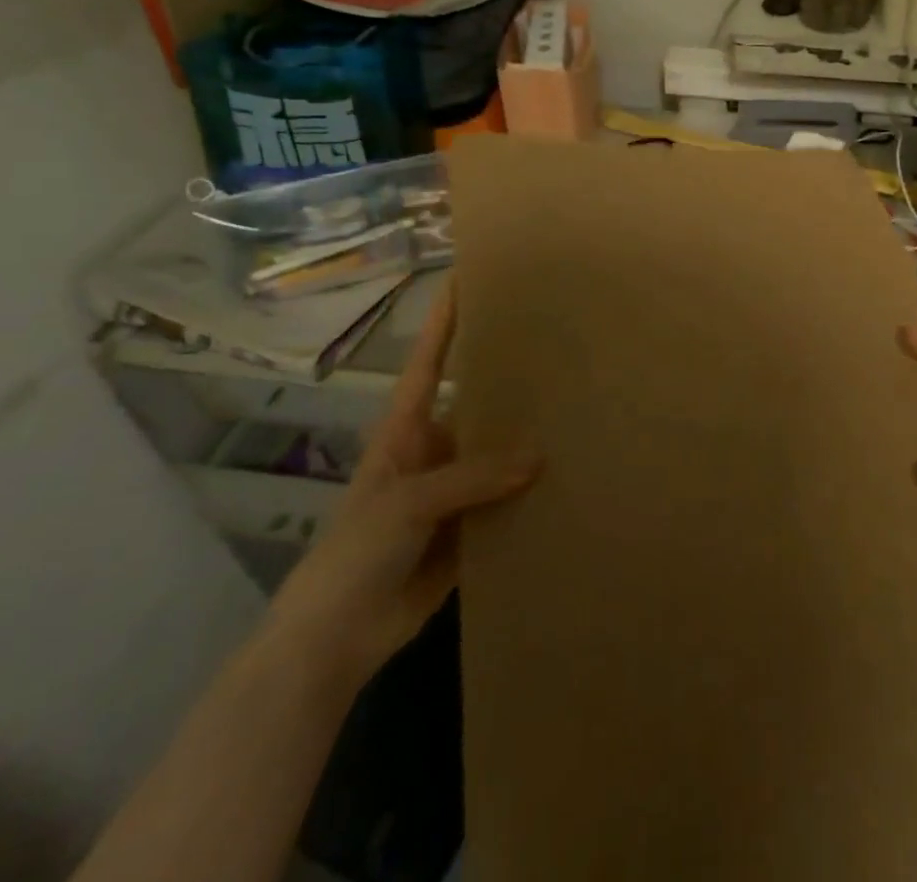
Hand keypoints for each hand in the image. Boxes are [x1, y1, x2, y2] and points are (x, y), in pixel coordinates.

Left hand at [264, 278, 537, 687]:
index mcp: (408, 429)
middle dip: (512, 378)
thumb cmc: (355, 553)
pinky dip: (536, 493)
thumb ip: (471, 476)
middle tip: (561, 345)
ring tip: (581, 407)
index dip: (447, 319)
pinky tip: (573, 477)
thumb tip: (541, 455)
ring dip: (532, 439)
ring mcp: (457, 492)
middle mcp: (437, 450)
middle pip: (478, 403)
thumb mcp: (408, 502)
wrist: (335, 640)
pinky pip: (511, 502)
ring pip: (501, 453)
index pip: (432, 360)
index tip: (470, 276)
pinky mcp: (474, 531)